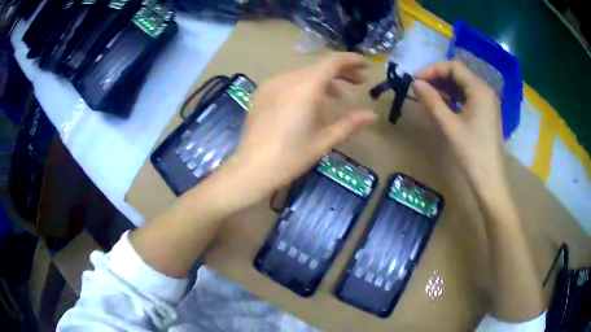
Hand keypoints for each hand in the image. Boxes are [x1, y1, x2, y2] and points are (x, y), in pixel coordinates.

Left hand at [226, 53, 375, 203]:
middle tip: (359, 84)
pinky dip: (304, 86)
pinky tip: (309, 103)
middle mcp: (287, 79)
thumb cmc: (291, 157)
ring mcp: (271, 85)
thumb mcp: (324, 141)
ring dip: (323, 81)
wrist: (251, 169)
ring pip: (303, 74)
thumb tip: (373, 116)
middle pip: (319, 67)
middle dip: (341, 73)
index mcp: (305, 87)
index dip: (352, 60)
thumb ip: (350, 123)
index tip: (366, 65)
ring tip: (337, 98)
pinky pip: (288, 82)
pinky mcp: (261, 93)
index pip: (333, 62)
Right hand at [412, 61, 504, 185]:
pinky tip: (443, 103)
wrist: (489, 181)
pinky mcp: (487, 113)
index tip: (416, 79)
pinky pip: (469, 97)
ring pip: (464, 85)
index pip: (454, 67)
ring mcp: (488, 103)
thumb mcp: (449, 126)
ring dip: (445, 86)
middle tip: (420, 87)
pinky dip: (455, 96)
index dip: (433, 69)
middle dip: (439, 77)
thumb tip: (415, 83)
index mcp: (480, 90)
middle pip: (460, 74)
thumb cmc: (471, 153)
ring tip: (428, 94)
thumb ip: (432, 101)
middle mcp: (486, 91)